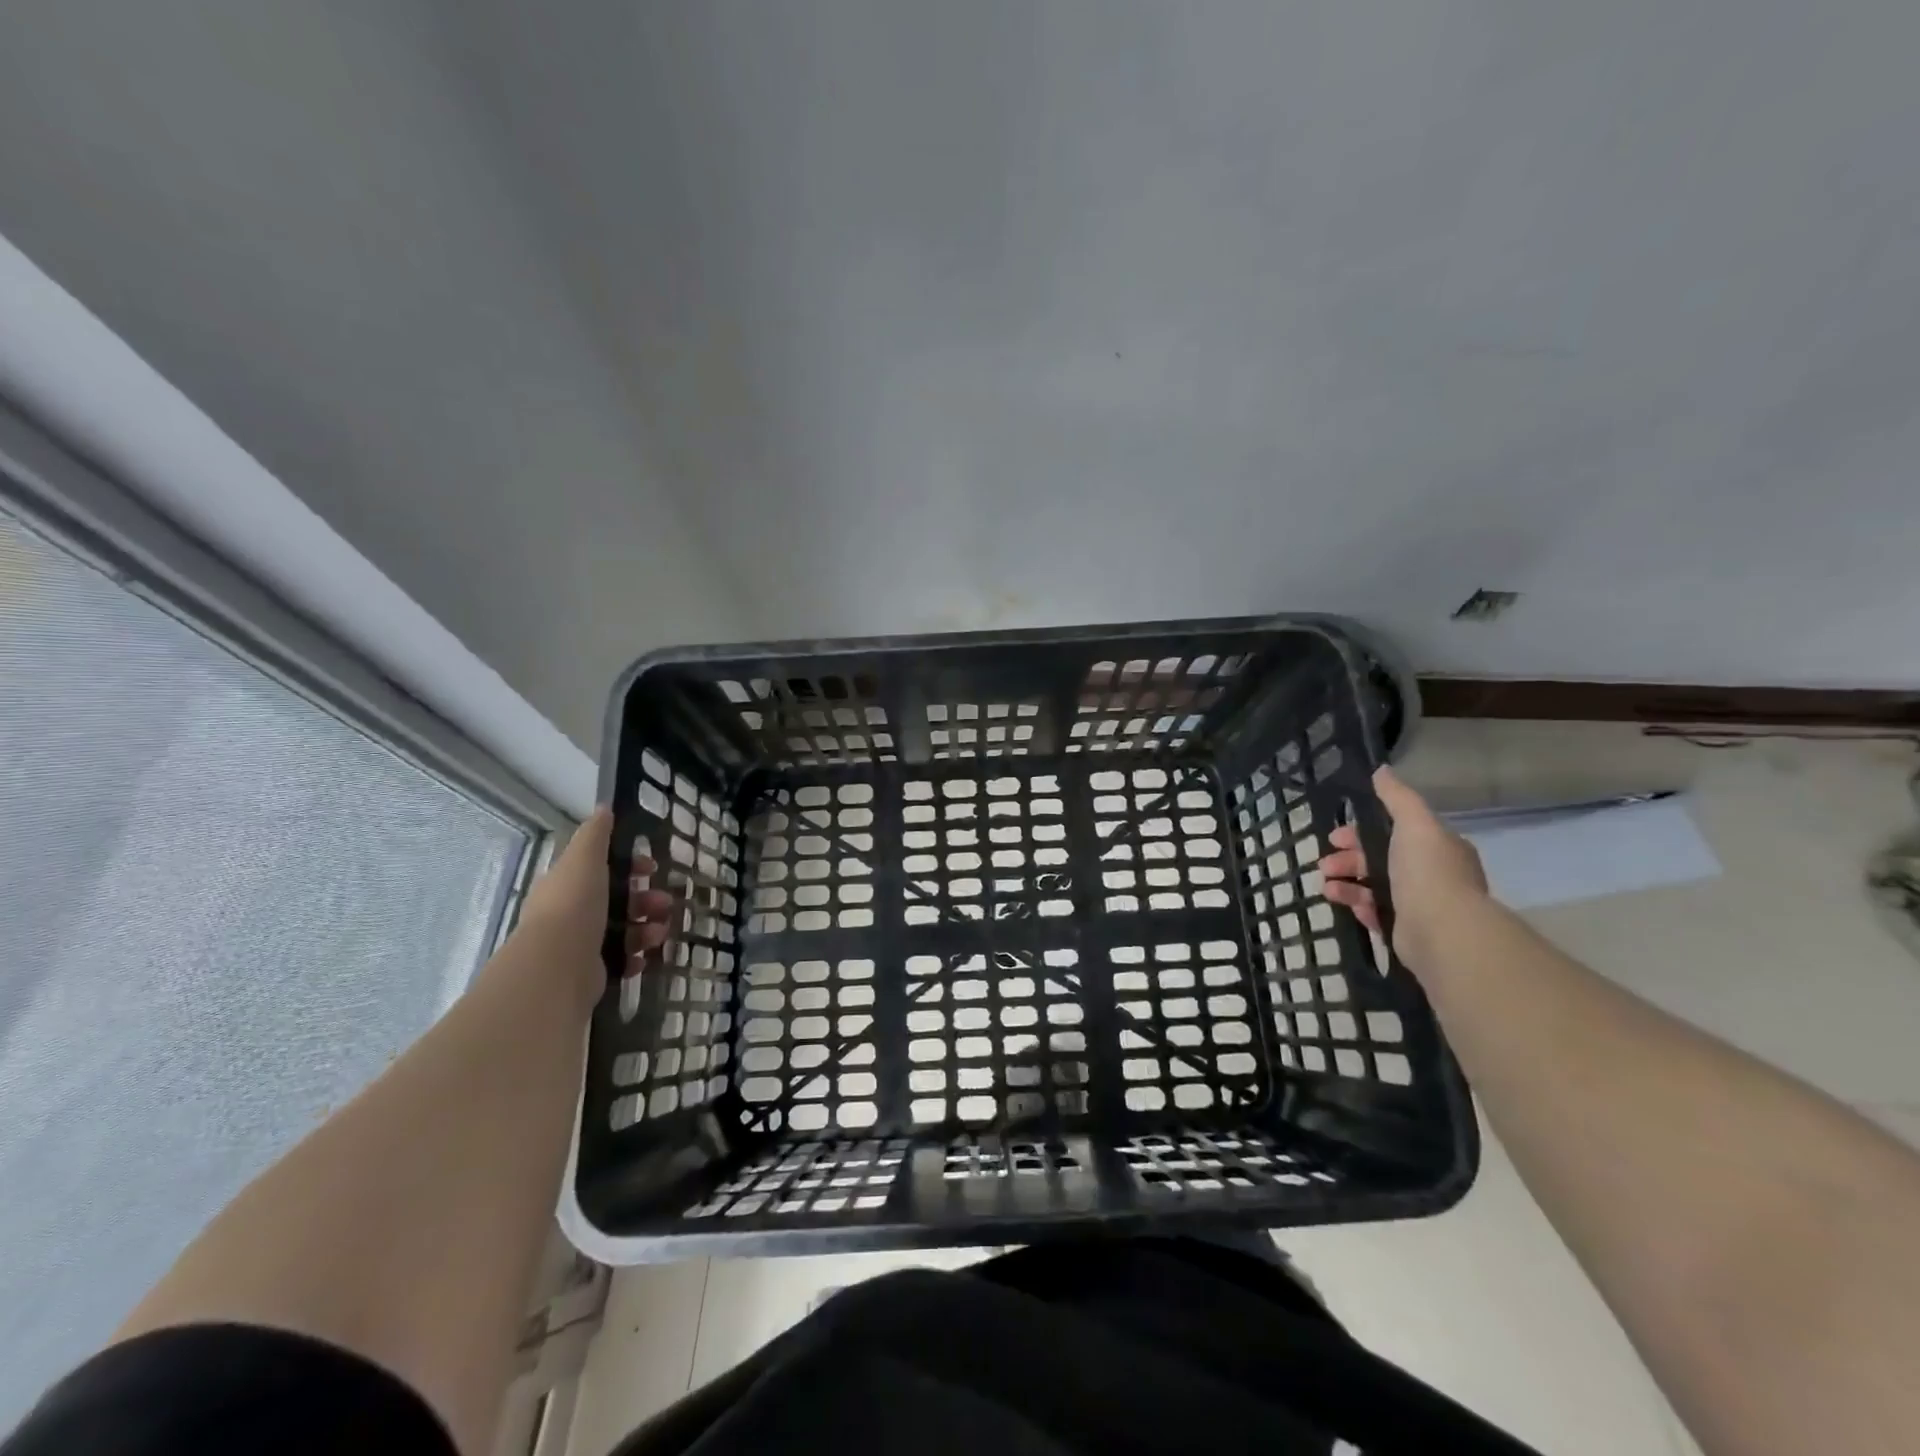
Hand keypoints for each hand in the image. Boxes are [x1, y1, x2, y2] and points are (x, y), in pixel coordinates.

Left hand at [513, 807, 671, 1009]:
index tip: (653, 867)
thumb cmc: (574, 905)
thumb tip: (604, 807)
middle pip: (617, 900)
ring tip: (660, 934)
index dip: (630, 865)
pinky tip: (644, 957)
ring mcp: (579, 944)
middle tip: (666, 903)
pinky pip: (621, 960)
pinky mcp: (590, 972)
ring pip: (623, 930)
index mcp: (567, 884)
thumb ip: (595, 834)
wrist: (557, 966)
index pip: (601, 868)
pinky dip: (636, 956)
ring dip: (648, 928)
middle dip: (647, 899)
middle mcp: (570, 913)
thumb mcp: (585, 860)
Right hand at [1321, 765, 1488, 973]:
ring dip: (1346, 883)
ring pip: (1374, 887)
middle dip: (1348, 859)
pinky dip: (1359, 907)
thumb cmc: (1427, 871)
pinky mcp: (1408, 930)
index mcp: (1437, 847)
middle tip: (1324, 864)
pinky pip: (1377, 914)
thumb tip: (1382, 770)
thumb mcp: (1414, 823)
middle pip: (1380, 860)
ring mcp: (1420, 904)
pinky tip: (1346, 905)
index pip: (1394, 832)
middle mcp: (1432, 874)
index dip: (1361, 831)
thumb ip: (1397, 797)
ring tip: (1326, 888)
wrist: (1443, 931)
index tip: (1335, 837)